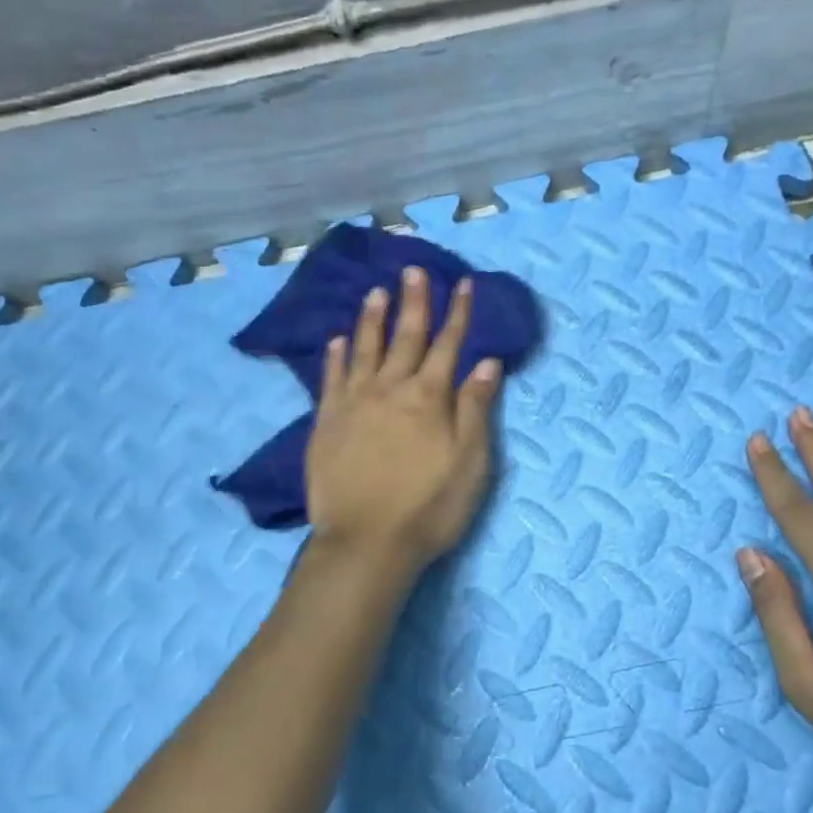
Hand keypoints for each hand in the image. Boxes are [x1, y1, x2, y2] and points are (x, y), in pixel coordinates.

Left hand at [305, 267, 502, 571]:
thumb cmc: (429, 507)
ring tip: (376, 292)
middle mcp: (390, 389)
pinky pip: (331, 378)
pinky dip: (335, 356)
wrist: (366, 542)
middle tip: (414, 269)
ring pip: (364, 349)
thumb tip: (486, 361)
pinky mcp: (326, 422)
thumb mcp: (470, 462)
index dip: (458, 312)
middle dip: (414, 302)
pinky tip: (337, 340)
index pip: (449, 344)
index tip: (463, 283)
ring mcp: (354, 403)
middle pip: (405, 336)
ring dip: (372, 318)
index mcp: (429, 397)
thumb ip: (476, 408)